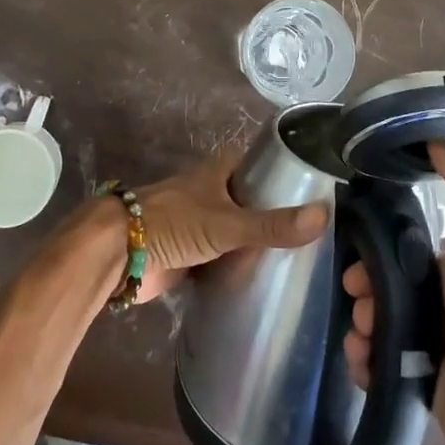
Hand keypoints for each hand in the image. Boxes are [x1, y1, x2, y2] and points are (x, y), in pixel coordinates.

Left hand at [129, 149, 329, 301]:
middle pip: (250, 200)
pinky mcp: (191, 254)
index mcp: (218, 171)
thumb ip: (272, 224)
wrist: (120, 253)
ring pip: (237, 231)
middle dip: (276, 214)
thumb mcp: (228, 223)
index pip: (259, 164)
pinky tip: (267, 281)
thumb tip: (324, 216)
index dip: (284, 173)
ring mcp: (200, 224)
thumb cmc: (173, 224)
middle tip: (317, 234)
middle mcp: (211, 193)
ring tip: (301, 260)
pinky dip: (239, 267)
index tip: (318, 190)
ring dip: (258, 243)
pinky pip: (223, 258)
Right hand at [343, 141, 444, 444]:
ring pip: (372, 324)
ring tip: (362, 340)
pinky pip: (376, 366)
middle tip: (357, 304)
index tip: (354, 262)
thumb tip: (440, 135)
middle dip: (359, 292)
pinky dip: (363, 362)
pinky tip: (364, 365)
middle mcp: (435, 301)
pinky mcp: (417, 383)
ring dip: (358, 328)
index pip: (395, 248)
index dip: (370, 250)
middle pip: (378, 286)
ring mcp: (426, 343)